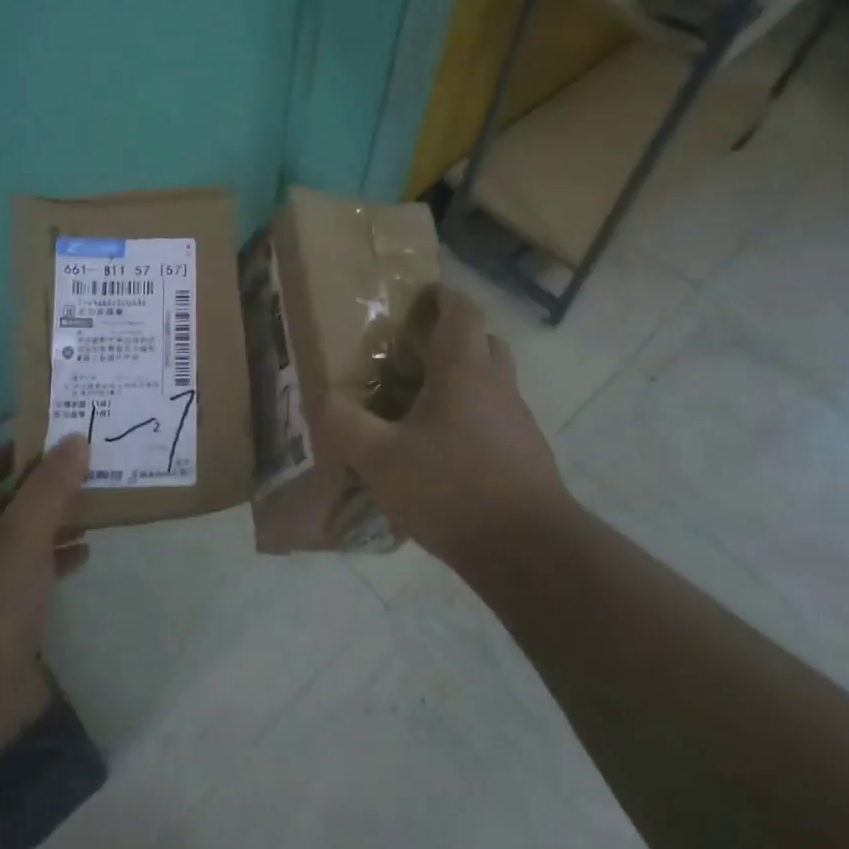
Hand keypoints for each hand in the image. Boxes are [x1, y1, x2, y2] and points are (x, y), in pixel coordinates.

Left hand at [0, 436, 90, 744]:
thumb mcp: (25, 529)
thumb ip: (52, 483)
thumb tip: (76, 439)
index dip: (18, 451)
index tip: (59, 442)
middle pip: (6, 501)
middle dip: (45, 487)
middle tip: (88, 471)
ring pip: (19, 538)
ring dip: (53, 523)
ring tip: (95, 508)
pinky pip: (28, 574)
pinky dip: (54, 560)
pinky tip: (83, 557)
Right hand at [320, 287, 571, 567]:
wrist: (529, 552)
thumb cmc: (453, 488)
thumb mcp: (380, 459)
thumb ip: (343, 426)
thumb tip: (319, 401)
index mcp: (464, 370)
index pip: (463, 311)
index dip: (442, 296)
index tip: (417, 298)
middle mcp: (497, 386)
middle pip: (484, 342)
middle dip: (453, 338)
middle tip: (413, 354)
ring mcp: (518, 422)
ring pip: (492, 383)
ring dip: (463, 382)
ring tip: (420, 406)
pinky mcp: (527, 457)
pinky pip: (497, 420)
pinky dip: (472, 420)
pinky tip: (442, 454)